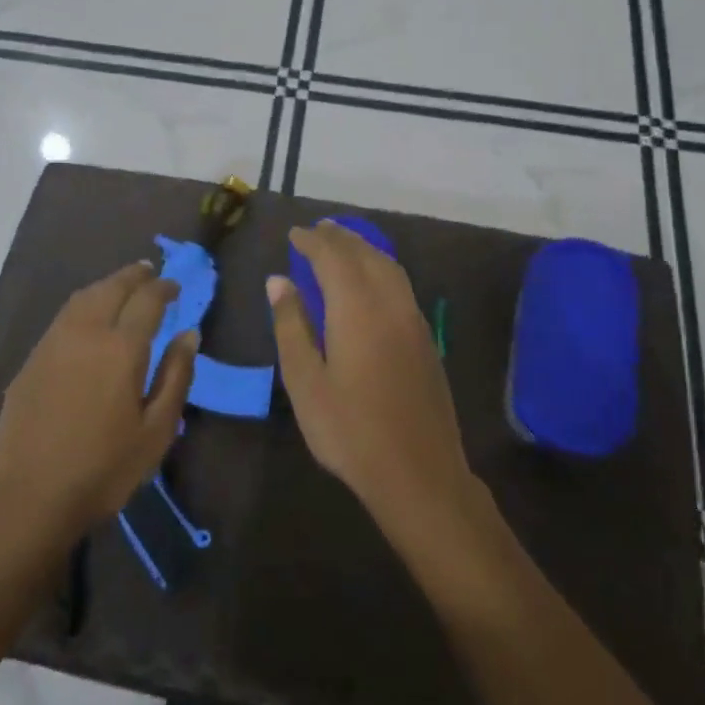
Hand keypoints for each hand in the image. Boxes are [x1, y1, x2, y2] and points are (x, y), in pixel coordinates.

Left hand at [0, 261, 197, 542]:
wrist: (27, 499)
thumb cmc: (103, 470)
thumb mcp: (156, 431)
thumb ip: (176, 376)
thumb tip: (189, 334)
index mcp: (121, 347)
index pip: (147, 300)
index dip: (164, 288)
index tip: (175, 288)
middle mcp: (85, 333)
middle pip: (111, 288)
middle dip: (134, 276)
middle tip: (150, 273)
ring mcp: (52, 343)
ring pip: (82, 298)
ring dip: (106, 285)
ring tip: (122, 287)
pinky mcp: (31, 361)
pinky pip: (63, 317)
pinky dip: (83, 305)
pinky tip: (89, 319)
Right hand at [268, 222, 476, 543]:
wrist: (419, 474)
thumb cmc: (350, 430)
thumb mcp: (305, 381)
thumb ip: (291, 325)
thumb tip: (279, 280)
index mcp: (357, 309)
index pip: (333, 257)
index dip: (313, 241)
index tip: (294, 233)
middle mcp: (390, 304)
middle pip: (365, 255)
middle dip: (340, 238)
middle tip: (317, 230)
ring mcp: (414, 321)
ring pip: (389, 267)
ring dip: (364, 249)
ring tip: (342, 244)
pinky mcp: (426, 340)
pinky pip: (401, 285)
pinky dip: (381, 268)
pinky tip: (371, 281)